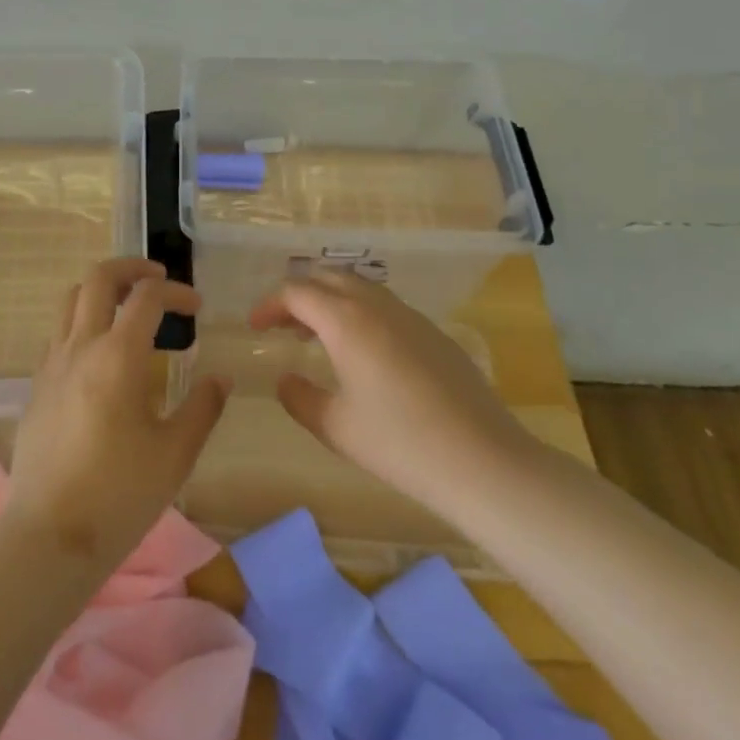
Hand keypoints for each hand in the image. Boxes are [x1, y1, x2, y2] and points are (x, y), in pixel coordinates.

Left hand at [3, 259, 228, 574]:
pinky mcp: (36, 385)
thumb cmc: (119, 495)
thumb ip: (202, 408)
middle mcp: (80, 346)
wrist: (49, 536)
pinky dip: (83, 322)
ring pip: (71, 299)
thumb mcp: (175, 454)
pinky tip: (102, 357)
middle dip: (131, 268)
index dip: (176, 291)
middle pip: (99, 278)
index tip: (197, 308)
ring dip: (102, 291)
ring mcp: (52, 363)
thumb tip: (220, 379)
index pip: (147, 296)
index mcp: (117, 356)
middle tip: (157, 278)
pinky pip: (59, 333)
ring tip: (129, 310)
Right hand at [249, 268, 533, 511]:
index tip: (255, 328)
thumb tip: (285, 380)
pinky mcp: (435, 333)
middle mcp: (377, 306)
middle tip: (284, 327)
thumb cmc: (400, 444)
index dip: (270, 305)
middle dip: (300, 295)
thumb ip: (299, 398)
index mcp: (346, 321)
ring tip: (319, 337)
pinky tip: (364, 354)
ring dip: (331, 301)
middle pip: (328, 277)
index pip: (296, 292)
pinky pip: (386, 306)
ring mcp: (411, 316)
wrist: (484, 462)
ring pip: (360, 287)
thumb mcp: (336, 427)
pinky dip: (360, 313)